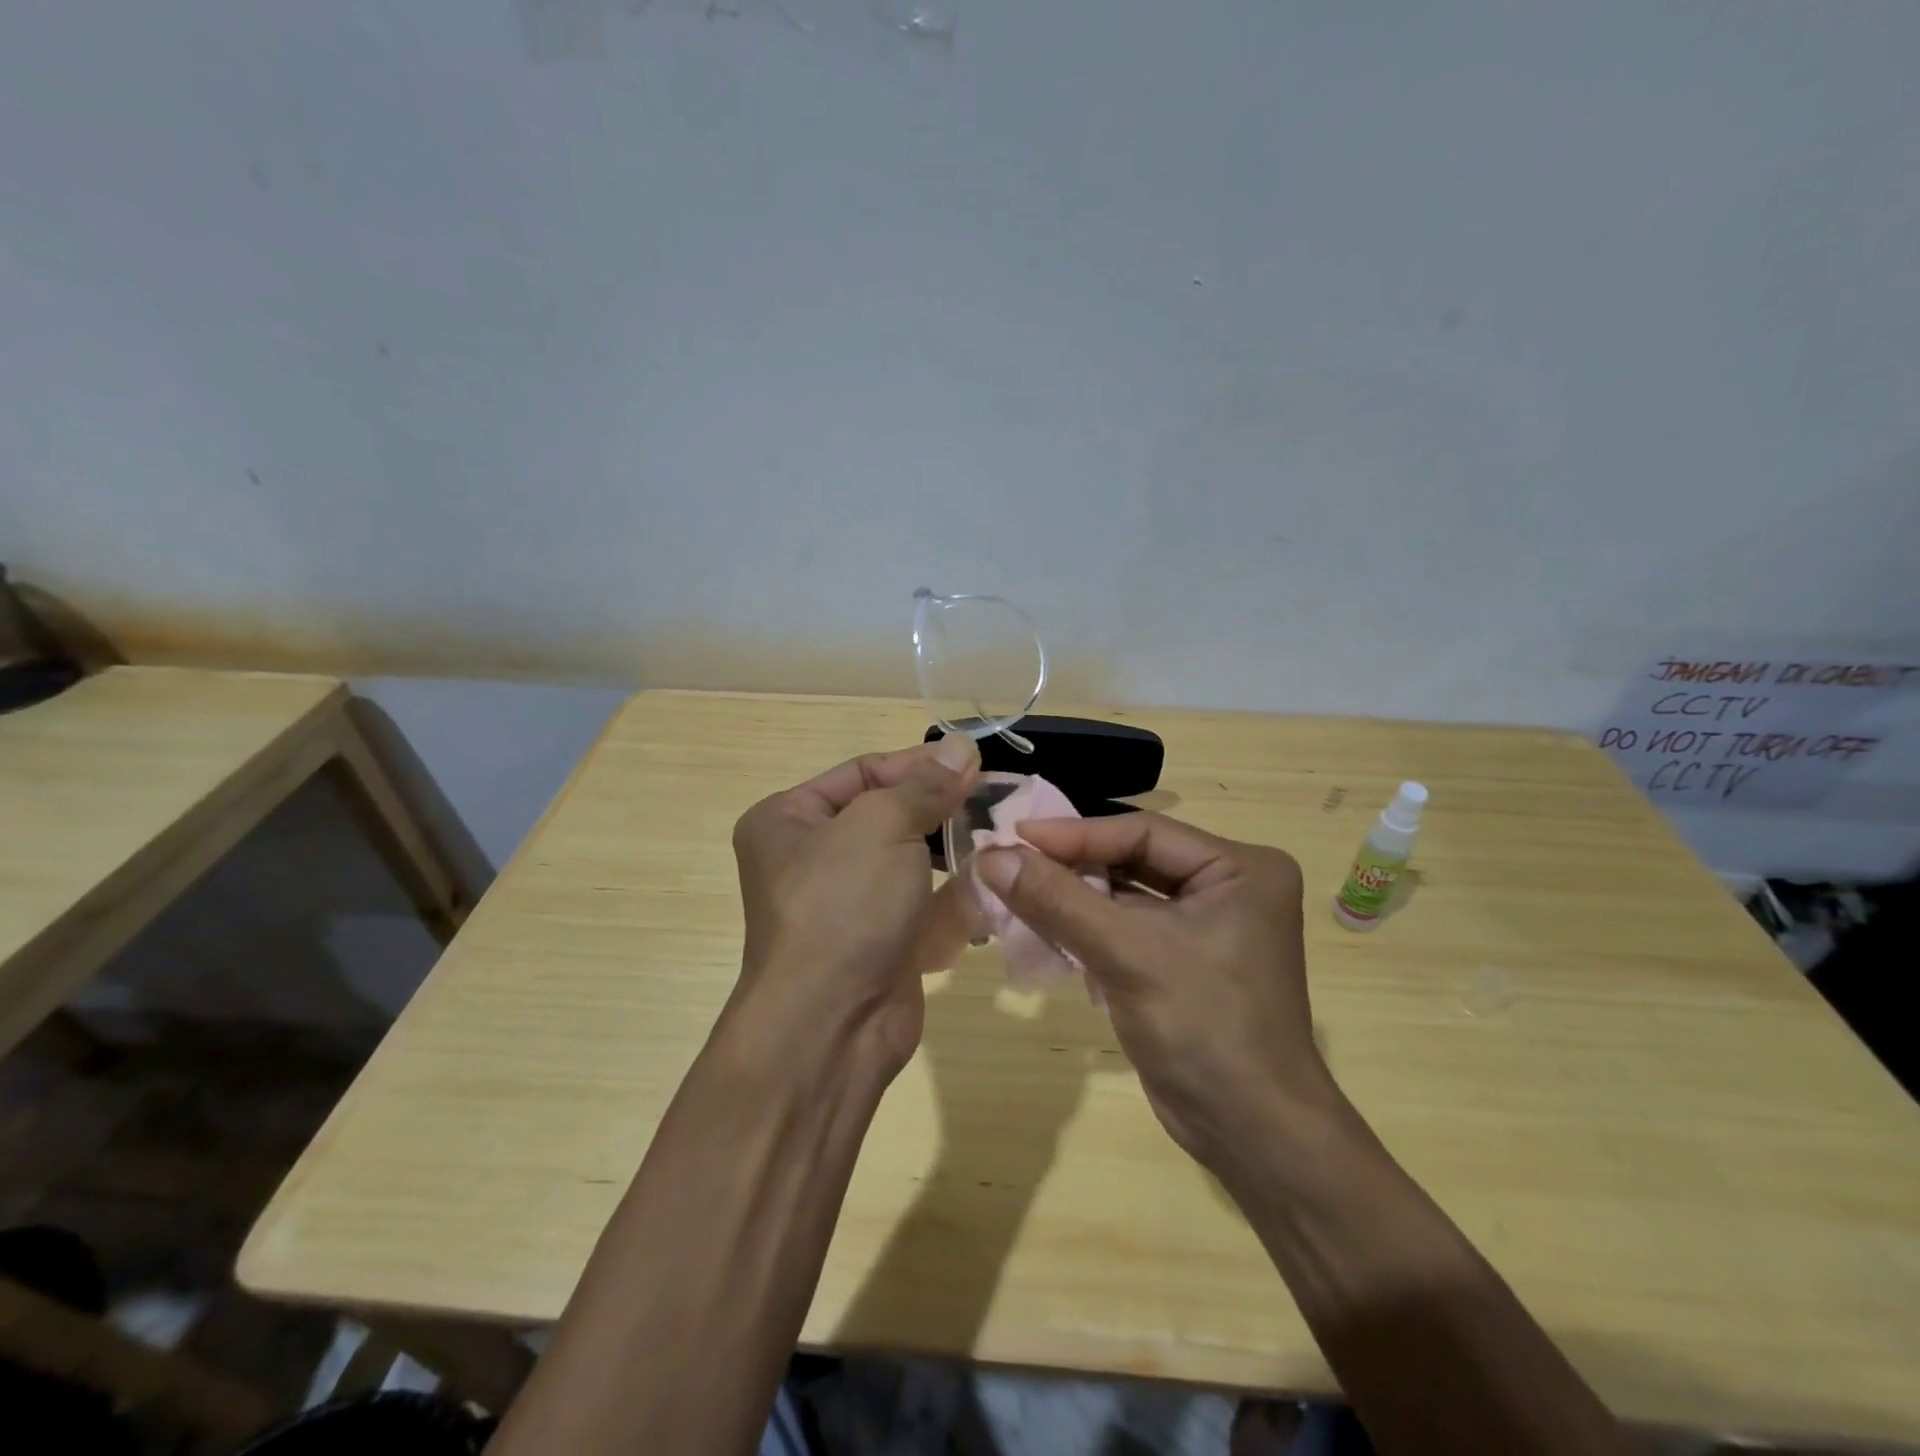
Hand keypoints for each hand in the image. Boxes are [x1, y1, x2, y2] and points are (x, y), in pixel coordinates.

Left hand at [729, 735, 979, 1075]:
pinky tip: (988, 882)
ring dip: (952, 849)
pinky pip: (919, 904)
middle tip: (995, 797)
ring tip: (999, 836)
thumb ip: (924, 785)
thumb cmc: (843, 906)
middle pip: (887, 815)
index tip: (973, 762)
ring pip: (909, 861)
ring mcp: (846, 904)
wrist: (831, 1026)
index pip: (863, 772)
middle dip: (940, 807)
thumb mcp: (881, 825)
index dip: (918, 764)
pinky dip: (952, 894)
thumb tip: (960, 746)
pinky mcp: (878, 941)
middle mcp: (810, 858)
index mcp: (788, 820)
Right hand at [974, 814, 1336, 1167]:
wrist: (1251, 1135)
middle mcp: (1228, 887)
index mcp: (1240, 868)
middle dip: (1071, 866)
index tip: (1012, 835)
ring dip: (1072, 899)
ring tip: (1013, 891)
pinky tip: (1042, 930)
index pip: (1143, 833)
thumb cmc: (1204, 1028)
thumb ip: (1058, 901)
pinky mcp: (1183, 961)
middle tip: (1008, 861)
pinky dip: (1085, 929)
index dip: (1074, 833)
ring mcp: (1206, 926)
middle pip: (1133, 860)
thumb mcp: (1127, 954)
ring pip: (1124, 895)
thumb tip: (991, 856)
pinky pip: (1125, 929)